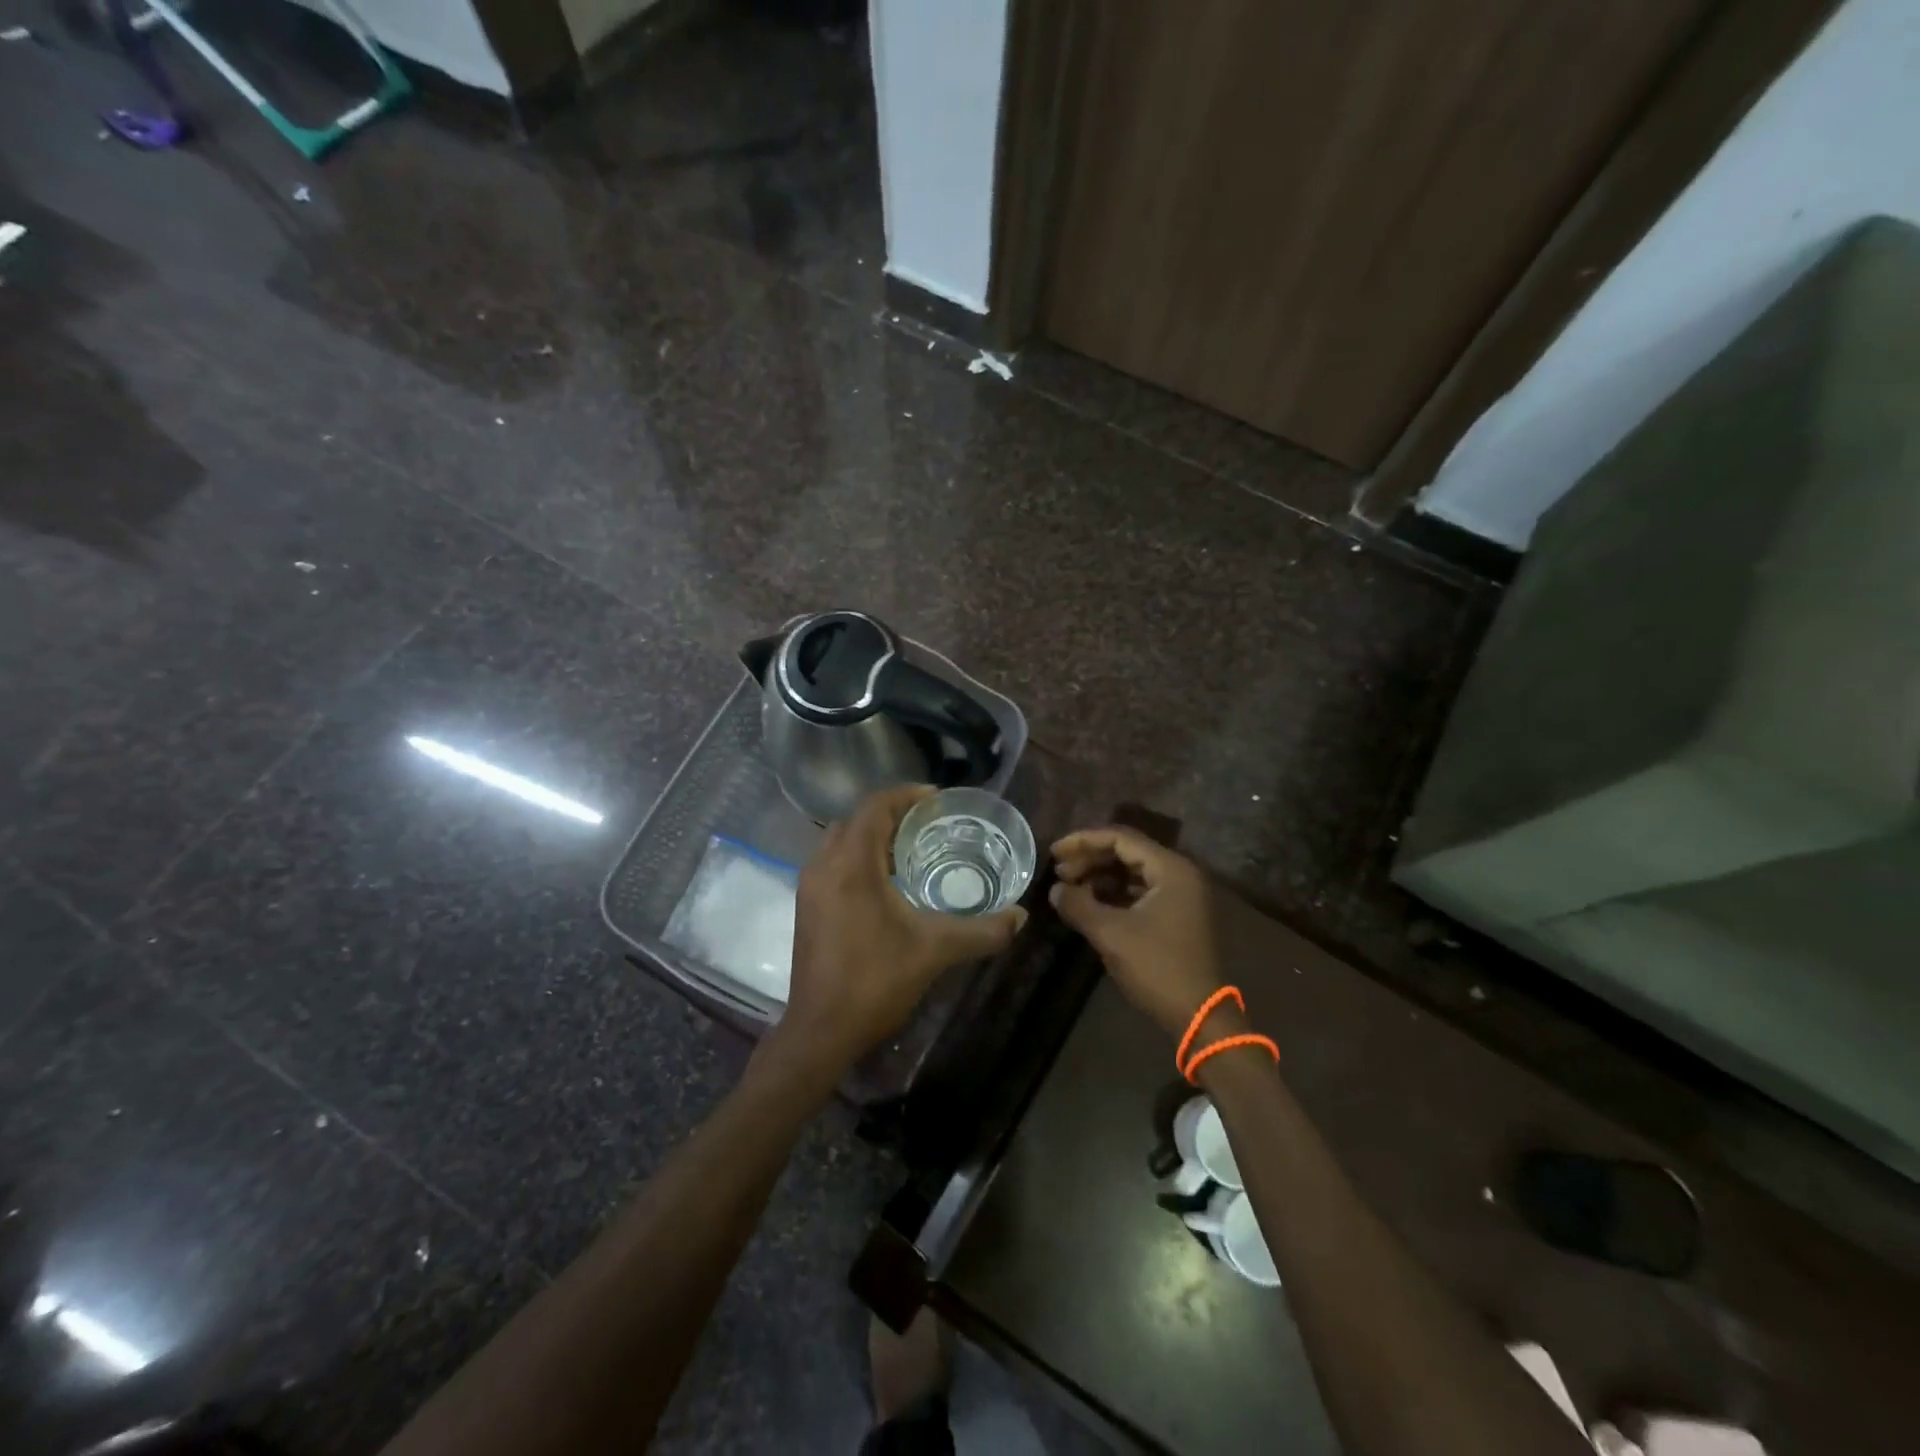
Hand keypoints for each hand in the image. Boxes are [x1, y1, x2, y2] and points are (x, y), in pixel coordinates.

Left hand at [769, 786, 1026, 1083]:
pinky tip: (886, 884)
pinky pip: (833, 863)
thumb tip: (1021, 916)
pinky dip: (857, 858)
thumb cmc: (875, 981)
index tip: (937, 800)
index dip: (906, 795)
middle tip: (927, 825)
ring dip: (872, 837)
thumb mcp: (936, 951)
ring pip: (840, 841)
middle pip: (856, 819)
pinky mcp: (807, 907)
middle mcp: (823, 865)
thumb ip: (982, 931)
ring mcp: (809, 887)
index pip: (875, 806)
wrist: (821, 1031)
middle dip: (890, 815)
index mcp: (851, 864)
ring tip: (910, 850)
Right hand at [1050, 827, 1224, 1039]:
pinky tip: (1090, 904)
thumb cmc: (1157, 968)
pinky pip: (1140, 891)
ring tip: (1069, 888)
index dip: (1084, 841)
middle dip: (1090, 859)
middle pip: (1127, 852)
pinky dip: (1114, 894)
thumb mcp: (1111, 934)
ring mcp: (1180, 896)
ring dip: (1100, 877)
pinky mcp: (1176, 915)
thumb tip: (1055, 890)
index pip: (1121, 838)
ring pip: (1132, 873)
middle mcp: (1178, 874)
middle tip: (1058, 872)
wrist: (1199, 1016)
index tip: (1054, 852)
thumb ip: (1079, 905)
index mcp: (1170, 869)